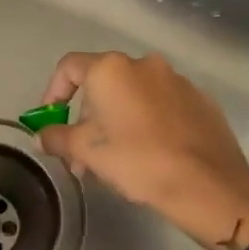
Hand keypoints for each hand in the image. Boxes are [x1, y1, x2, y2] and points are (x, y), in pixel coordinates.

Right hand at [37, 51, 248, 249]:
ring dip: (117, 120)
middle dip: (87, 116)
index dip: (53, 92)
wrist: (206, 184)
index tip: (51, 120)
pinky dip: (147, 123)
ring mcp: (177, 80)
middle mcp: (144, 64)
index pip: (69, 67)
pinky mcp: (201, 100)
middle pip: (102, 83)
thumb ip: (57, 137)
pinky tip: (149, 154)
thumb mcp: (85, 151)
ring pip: (134, 95)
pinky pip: (162, 106)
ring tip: (115, 159)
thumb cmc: (136, 161)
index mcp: (111, 69)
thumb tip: (42, 135)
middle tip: (82, 153)